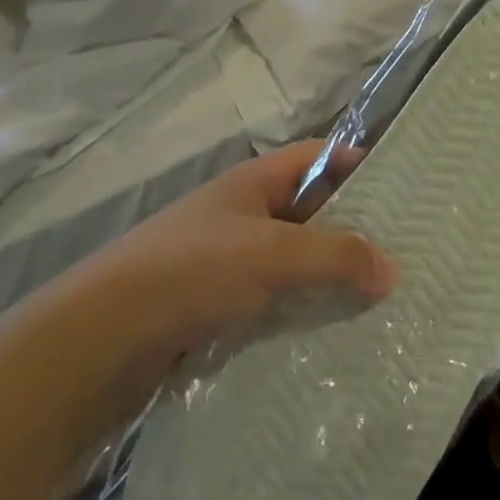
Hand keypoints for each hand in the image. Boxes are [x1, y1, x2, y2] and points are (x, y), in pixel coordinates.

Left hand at [26, 140, 396, 433]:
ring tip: (379, 303)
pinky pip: (270, 306)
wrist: (95, 343)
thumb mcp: (273, 254)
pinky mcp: (212, 312)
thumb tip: (395, 269)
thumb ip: (337, 256)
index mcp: (255, 182)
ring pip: (292, 264)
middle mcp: (242, 216)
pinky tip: (329, 341)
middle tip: (404, 254)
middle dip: (352, 231)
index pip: (320, 156)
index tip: (404, 187)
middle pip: (310, 212)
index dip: (359, 163)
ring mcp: (225, 265)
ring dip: (327, 280)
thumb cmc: (191, 272)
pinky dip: (298, 316)